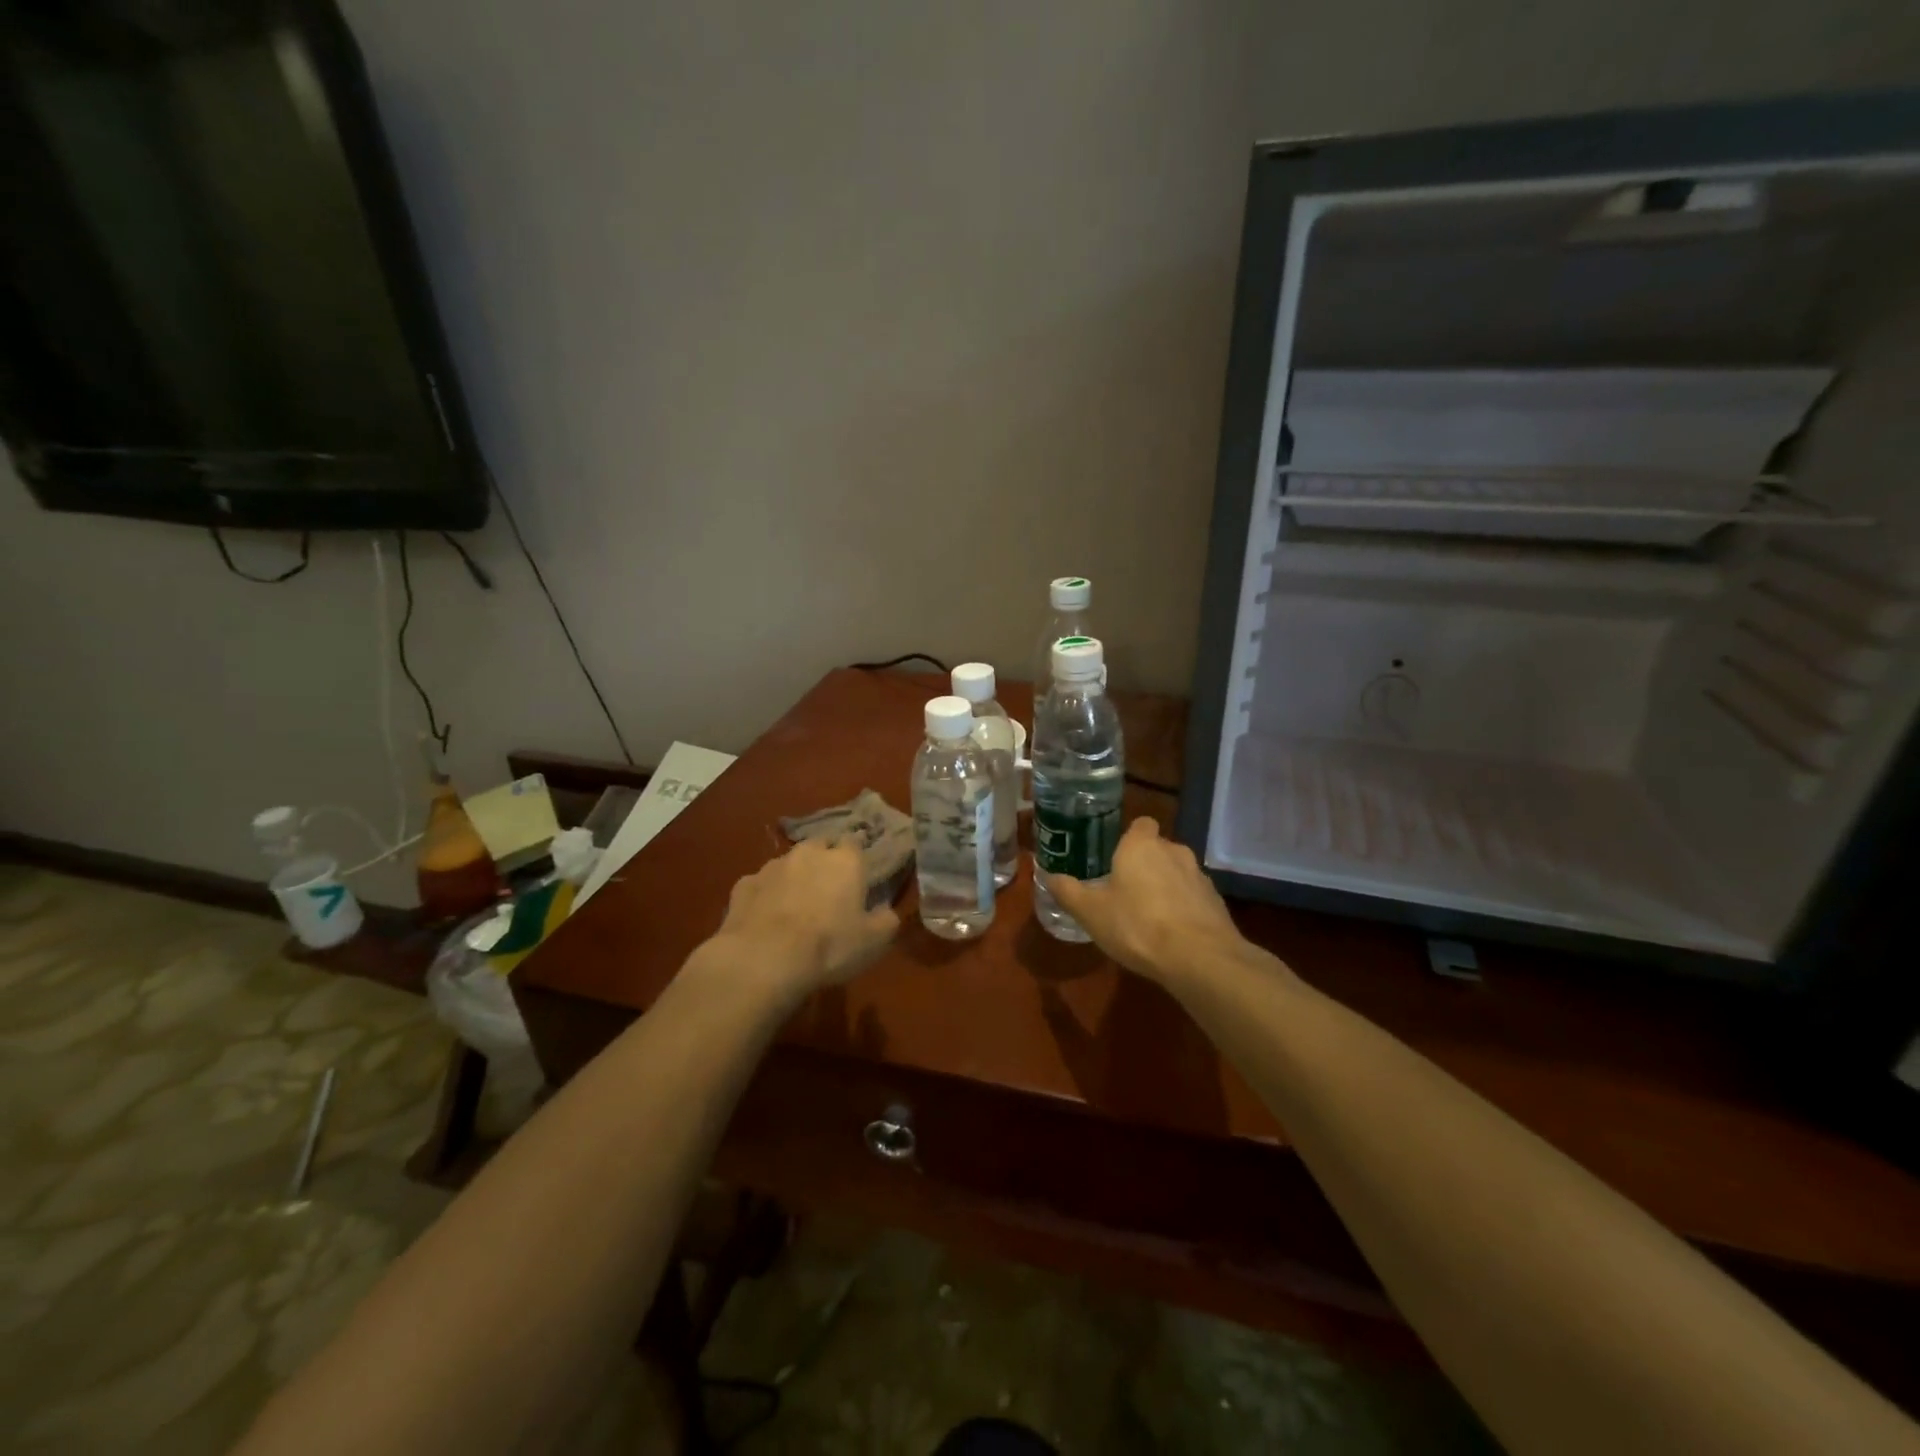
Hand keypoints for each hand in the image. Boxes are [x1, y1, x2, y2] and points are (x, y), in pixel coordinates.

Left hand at [712, 839, 897, 998]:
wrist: (764, 959)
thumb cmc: (829, 946)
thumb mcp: (874, 941)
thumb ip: (886, 920)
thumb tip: (886, 911)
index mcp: (844, 860)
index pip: (855, 842)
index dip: (857, 857)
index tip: (859, 873)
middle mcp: (809, 853)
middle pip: (820, 846)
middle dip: (825, 860)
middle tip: (829, 888)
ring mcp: (772, 866)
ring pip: (789, 863)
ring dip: (794, 877)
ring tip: (795, 905)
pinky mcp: (744, 885)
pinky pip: (761, 885)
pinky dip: (766, 895)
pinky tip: (766, 917)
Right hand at [1047, 819, 1244, 983]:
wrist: (1199, 958)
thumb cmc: (1137, 925)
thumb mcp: (1090, 912)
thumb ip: (1068, 892)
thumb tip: (1048, 876)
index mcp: (1141, 846)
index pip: (1141, 823)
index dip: (1130, 838)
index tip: (1116, 857)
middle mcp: (1174, 851)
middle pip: (1158, 849)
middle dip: (1145, 865)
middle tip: (1124, 891)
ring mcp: (1199, 877)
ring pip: (1177, 873)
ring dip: (1165, 887)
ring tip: (1148, 916)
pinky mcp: (1216, 902)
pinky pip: (1193, 898)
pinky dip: (1183, 909)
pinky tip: (1171, 934)